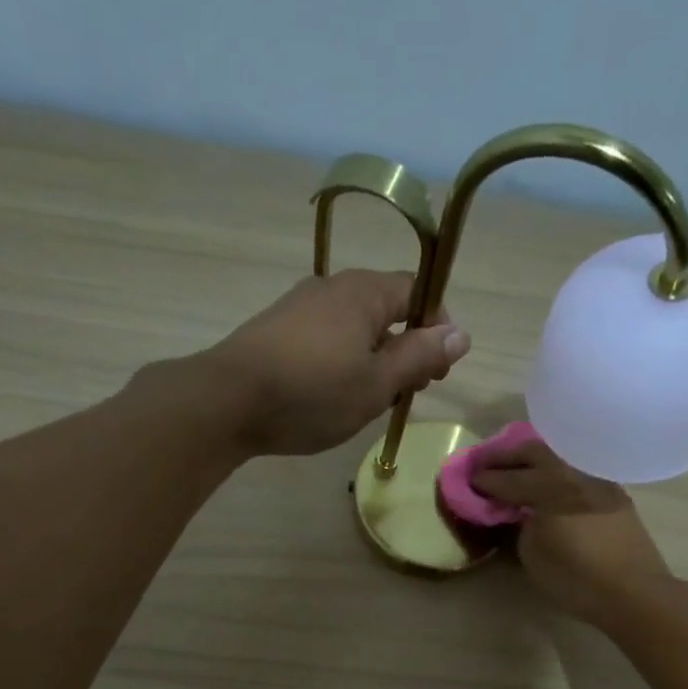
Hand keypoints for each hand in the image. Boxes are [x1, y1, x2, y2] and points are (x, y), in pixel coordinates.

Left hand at [205, 269, 470, 456]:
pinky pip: (326, 338)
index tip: (436, 371)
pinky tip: (333, 395)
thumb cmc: (312, 393)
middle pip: (386, 309)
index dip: (436, 328)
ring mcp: (300, 306)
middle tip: (407, 392)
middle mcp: (333, 287)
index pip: (417, 292)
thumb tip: (461, 334)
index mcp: (364, 292)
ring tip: (371, 400)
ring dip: (374, 359)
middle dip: (406, 347)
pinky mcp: (277, 330)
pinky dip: (343, 361)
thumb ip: (420, 357)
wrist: (226, 401)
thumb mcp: (377, 383)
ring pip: (355, 327)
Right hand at [470, 441, 677, 628]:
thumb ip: (521, 526)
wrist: (635, 592)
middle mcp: (574, 473)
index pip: (509, 478)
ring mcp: (597, 479)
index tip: (468, 480)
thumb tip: (519, 512)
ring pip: (559, 457)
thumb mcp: (533, 555)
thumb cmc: (578, 578)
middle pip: (535, 452)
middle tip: (485, 464)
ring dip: (533, 459)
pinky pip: (575, 469)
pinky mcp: (612, 492)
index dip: (485, 480)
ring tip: (515, 469)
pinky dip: (554, 471)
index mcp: (550, 487)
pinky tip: (546, 484)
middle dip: (506, 456)